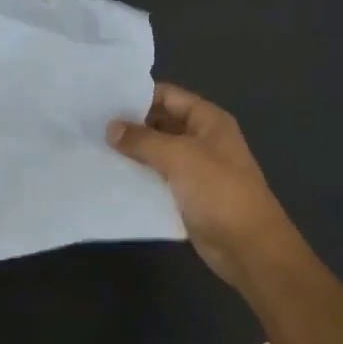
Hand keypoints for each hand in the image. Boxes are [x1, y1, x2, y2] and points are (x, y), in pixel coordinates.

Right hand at [108, 83, 296, 288]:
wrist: (249, 247)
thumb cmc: (218, 191)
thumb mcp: (179, 156)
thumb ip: (143, 140)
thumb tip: (111, 127)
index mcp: (208, 120)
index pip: (168, 96)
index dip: (138, 96)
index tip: (104, 101)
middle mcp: (203, 139)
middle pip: (162, 123)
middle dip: (131, 125)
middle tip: (93, 126)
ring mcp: (197, 169)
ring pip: (158, 153)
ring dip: (133, 153)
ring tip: (95, 149)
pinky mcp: (189, 196)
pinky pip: (160, 180)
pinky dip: (140, 178)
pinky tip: (112, 178)